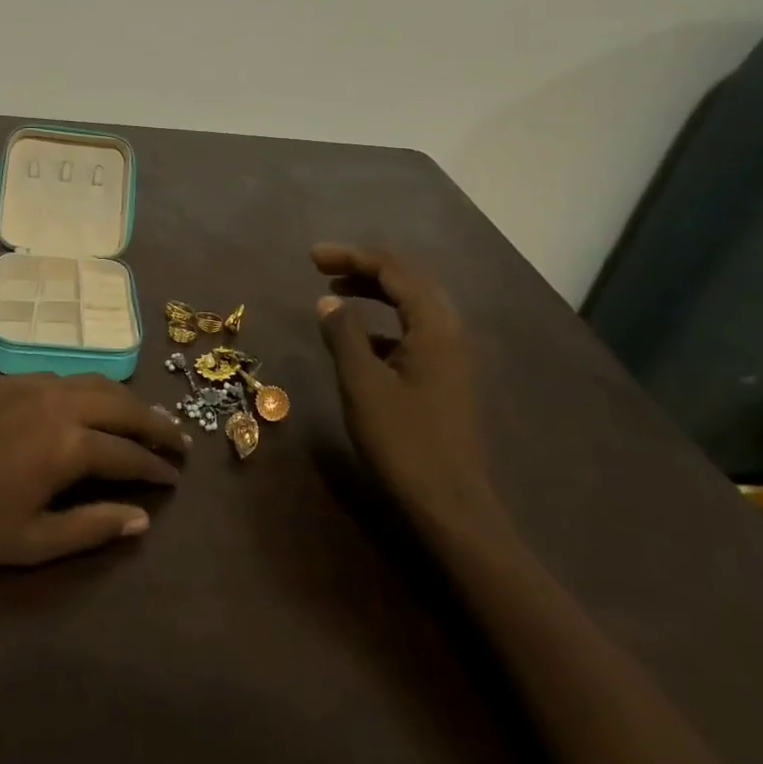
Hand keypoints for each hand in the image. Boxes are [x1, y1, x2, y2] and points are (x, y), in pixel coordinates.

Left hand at [0, 374, 187, 566]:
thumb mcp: (32, 542)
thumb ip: (92, 527)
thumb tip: (142, 518)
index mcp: (67, 445)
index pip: (128, 454)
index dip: (156, 468)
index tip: (176, 479)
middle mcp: (57, 402)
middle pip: (121, 405)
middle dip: (155, 424)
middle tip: (178, 442)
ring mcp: (30, 384)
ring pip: (94, 382)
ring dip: (125, 400)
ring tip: (145, 419)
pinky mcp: (6, 378)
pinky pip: (62, 377)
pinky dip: (89, 391)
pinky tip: (91, 406)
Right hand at [312, 244, 495, 525]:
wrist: (450, 506)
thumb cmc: (404, 442)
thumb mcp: (362, 384)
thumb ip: (344, 336)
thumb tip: (328, 302)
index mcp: (434, 328)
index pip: (395, 271)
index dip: (353, 257)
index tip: (312, 258)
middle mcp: (449, 334)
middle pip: (409, 281)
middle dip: (365, 267)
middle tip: (322, 267)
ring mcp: (450, 358)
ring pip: (412, 306)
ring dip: (374, 292)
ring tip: (335, 293)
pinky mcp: (444, 379)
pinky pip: (412, 331)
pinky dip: (383, 322)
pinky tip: (358, 339)